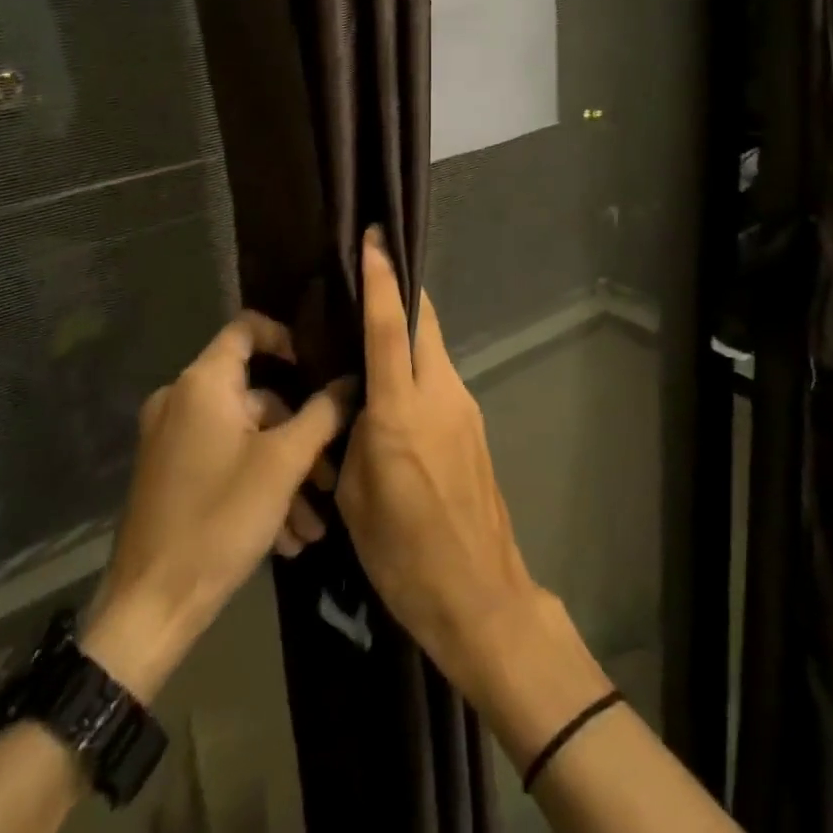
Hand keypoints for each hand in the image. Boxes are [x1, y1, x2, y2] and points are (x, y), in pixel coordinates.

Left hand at [82, 313, 351, 698]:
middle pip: (257, 395)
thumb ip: (323, 414)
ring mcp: (172, 440)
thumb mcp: (284, 463)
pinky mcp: (170, 475)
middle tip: (332, 474)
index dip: (287, 337)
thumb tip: (351, 381)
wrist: (149, 610)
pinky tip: (288, 536)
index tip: (319, 367)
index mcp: (203, 384)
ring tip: (315, 523)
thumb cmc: (219, 519)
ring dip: (285, 472)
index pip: (247, 327)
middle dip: (301, 434)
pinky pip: (224, 461)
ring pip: (246, 437)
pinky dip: (257, 486)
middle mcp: (181, 401)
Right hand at [335, 230, 541, 694]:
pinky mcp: (474, 424)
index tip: (375, 238)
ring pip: (434, 347)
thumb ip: (353, 436)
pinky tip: (396, 391)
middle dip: (401, 290)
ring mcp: (464, 406)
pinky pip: (441, 377)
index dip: (380, 278)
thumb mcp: (357, 497)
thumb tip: (352, 402)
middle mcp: (440, 393)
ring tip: (372, 339)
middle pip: (423, 321)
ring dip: (408, 332)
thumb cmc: (404, 554)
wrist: (480, 593)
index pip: (388, 326)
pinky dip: (419, 366)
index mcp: (401, 409)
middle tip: (373, 273)